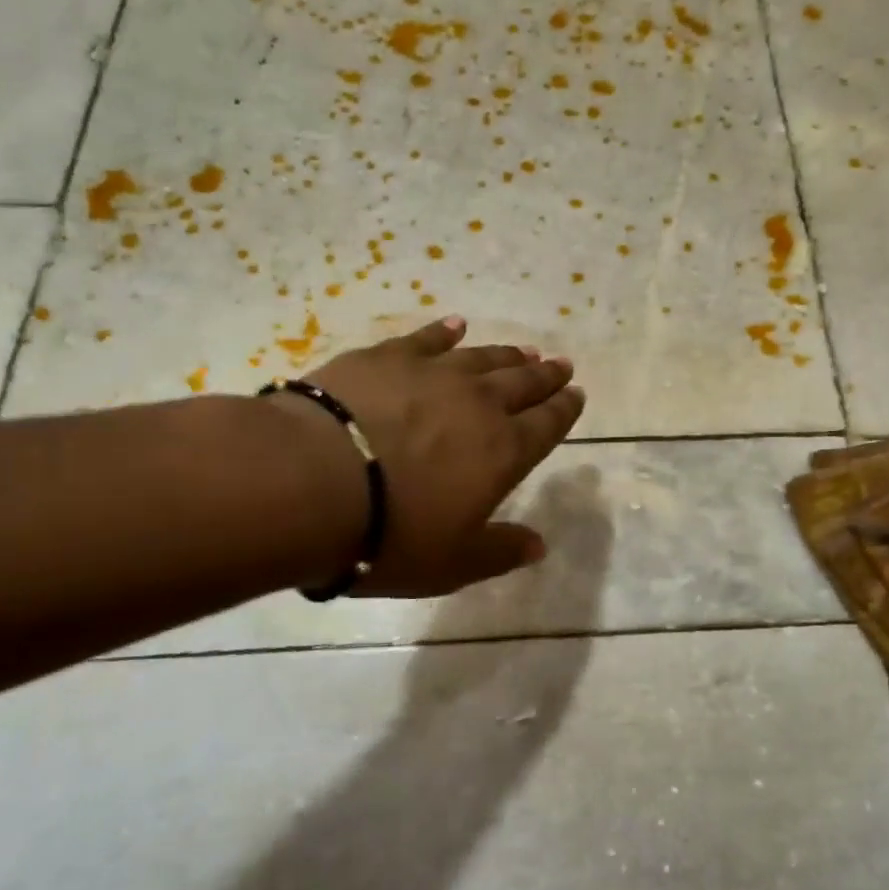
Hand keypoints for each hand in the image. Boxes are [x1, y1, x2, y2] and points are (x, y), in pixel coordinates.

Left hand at [301, 316, 584, 597]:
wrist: (311, 481)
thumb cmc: (389, 534)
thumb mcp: (452, 563)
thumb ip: (500, 551)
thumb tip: (540, 545)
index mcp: (503, 451)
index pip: (546, 425)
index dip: (565, 409)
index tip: (577, 394)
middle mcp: (478, 404)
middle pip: (523, 383)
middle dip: (545, 375)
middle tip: (561, 364)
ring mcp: (433, 374)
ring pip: (483, 358)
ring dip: (507, 355)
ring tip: (524, 350)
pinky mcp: (387, 357)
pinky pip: (426, 339)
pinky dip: (445, 332)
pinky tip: (456, 325)